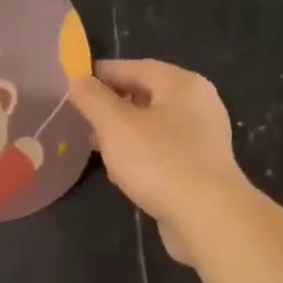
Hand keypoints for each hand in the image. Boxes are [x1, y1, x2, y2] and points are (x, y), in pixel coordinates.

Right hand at [68, 60, 250, 264]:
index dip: (104, 73)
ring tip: (95, 142)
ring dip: (125, 132)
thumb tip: (77, 79)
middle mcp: (198, 105)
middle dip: (113, 104)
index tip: (76, 81)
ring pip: (154, 126)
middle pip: (148, 95)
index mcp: (183, 85)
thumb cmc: (159, 161)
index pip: (137, 67)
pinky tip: (121, 170)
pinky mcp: (200, 169)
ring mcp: (202, 139)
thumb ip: (93, 99)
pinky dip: (140, 154)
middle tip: (82, 114)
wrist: (205, 215)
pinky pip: (163, 152)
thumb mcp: (116, 125)